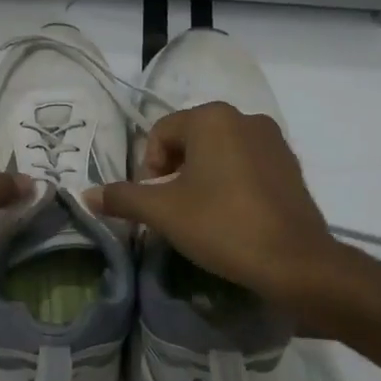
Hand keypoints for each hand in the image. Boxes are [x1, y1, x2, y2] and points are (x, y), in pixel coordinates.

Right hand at [86, 103, 347, 305]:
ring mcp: (274, 140)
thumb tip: (86, 195)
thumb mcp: (163, 213)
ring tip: (201, 215)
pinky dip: (231, 183)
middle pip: (190, 140)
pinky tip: (231, 216)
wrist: (295, 262)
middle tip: (173, 210)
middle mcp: (245, 117)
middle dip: (174, 172)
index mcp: (212, 118)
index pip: (161, 133)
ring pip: (219, 153)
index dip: (148, 169)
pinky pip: (247, 165)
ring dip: (201, 178)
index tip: (154, 202)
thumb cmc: (222, 226)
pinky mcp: (291, 166)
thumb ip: (123, 198)